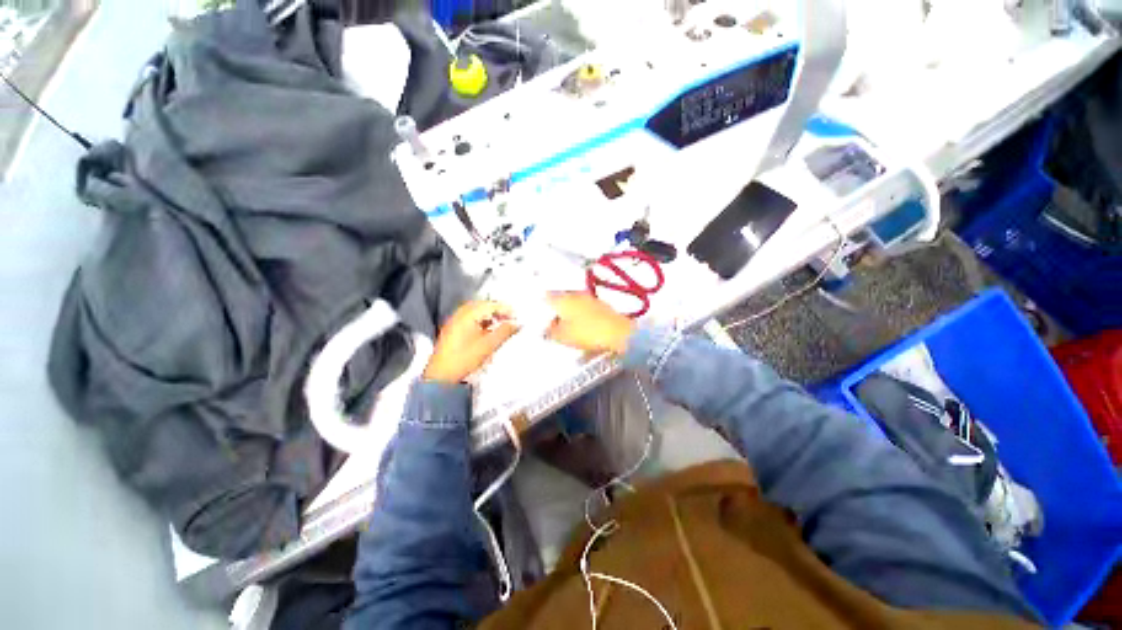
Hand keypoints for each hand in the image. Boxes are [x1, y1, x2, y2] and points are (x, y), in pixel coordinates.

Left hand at [424, 301, 519, 383]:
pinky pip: (469, 318)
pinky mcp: (452, 329)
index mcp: (467, 315)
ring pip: (476, 312)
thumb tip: (517, 323)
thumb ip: (505, 332)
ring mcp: (454, 321)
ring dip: (489, 315)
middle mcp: (459, 314)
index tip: (516, 316)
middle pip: (482, 305)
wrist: (442, 376)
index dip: (505, 309)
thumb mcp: (489, 345)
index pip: (490, 305)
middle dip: (497, 310)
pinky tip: (487, 329)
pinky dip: (481, 320)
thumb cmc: (465, 359)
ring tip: (500, 324)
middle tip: (509, 318)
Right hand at [547, 292, 634, 354]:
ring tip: (565, 329)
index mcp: (563, 299)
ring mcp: (590, 299)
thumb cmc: (586, 333)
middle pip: (560, 300)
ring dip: (568, 315)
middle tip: (551, 325)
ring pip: (573, 305)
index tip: (539, 316)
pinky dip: (580, 318)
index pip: (546, 297)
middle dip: (555, 311)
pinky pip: (585, 310)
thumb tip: (545, 330)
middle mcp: (575, 294)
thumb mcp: (562, 336)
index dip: (541, 306)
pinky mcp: (601, 306)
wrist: (618, 333)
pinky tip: (580, 329)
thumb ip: (550, 332)